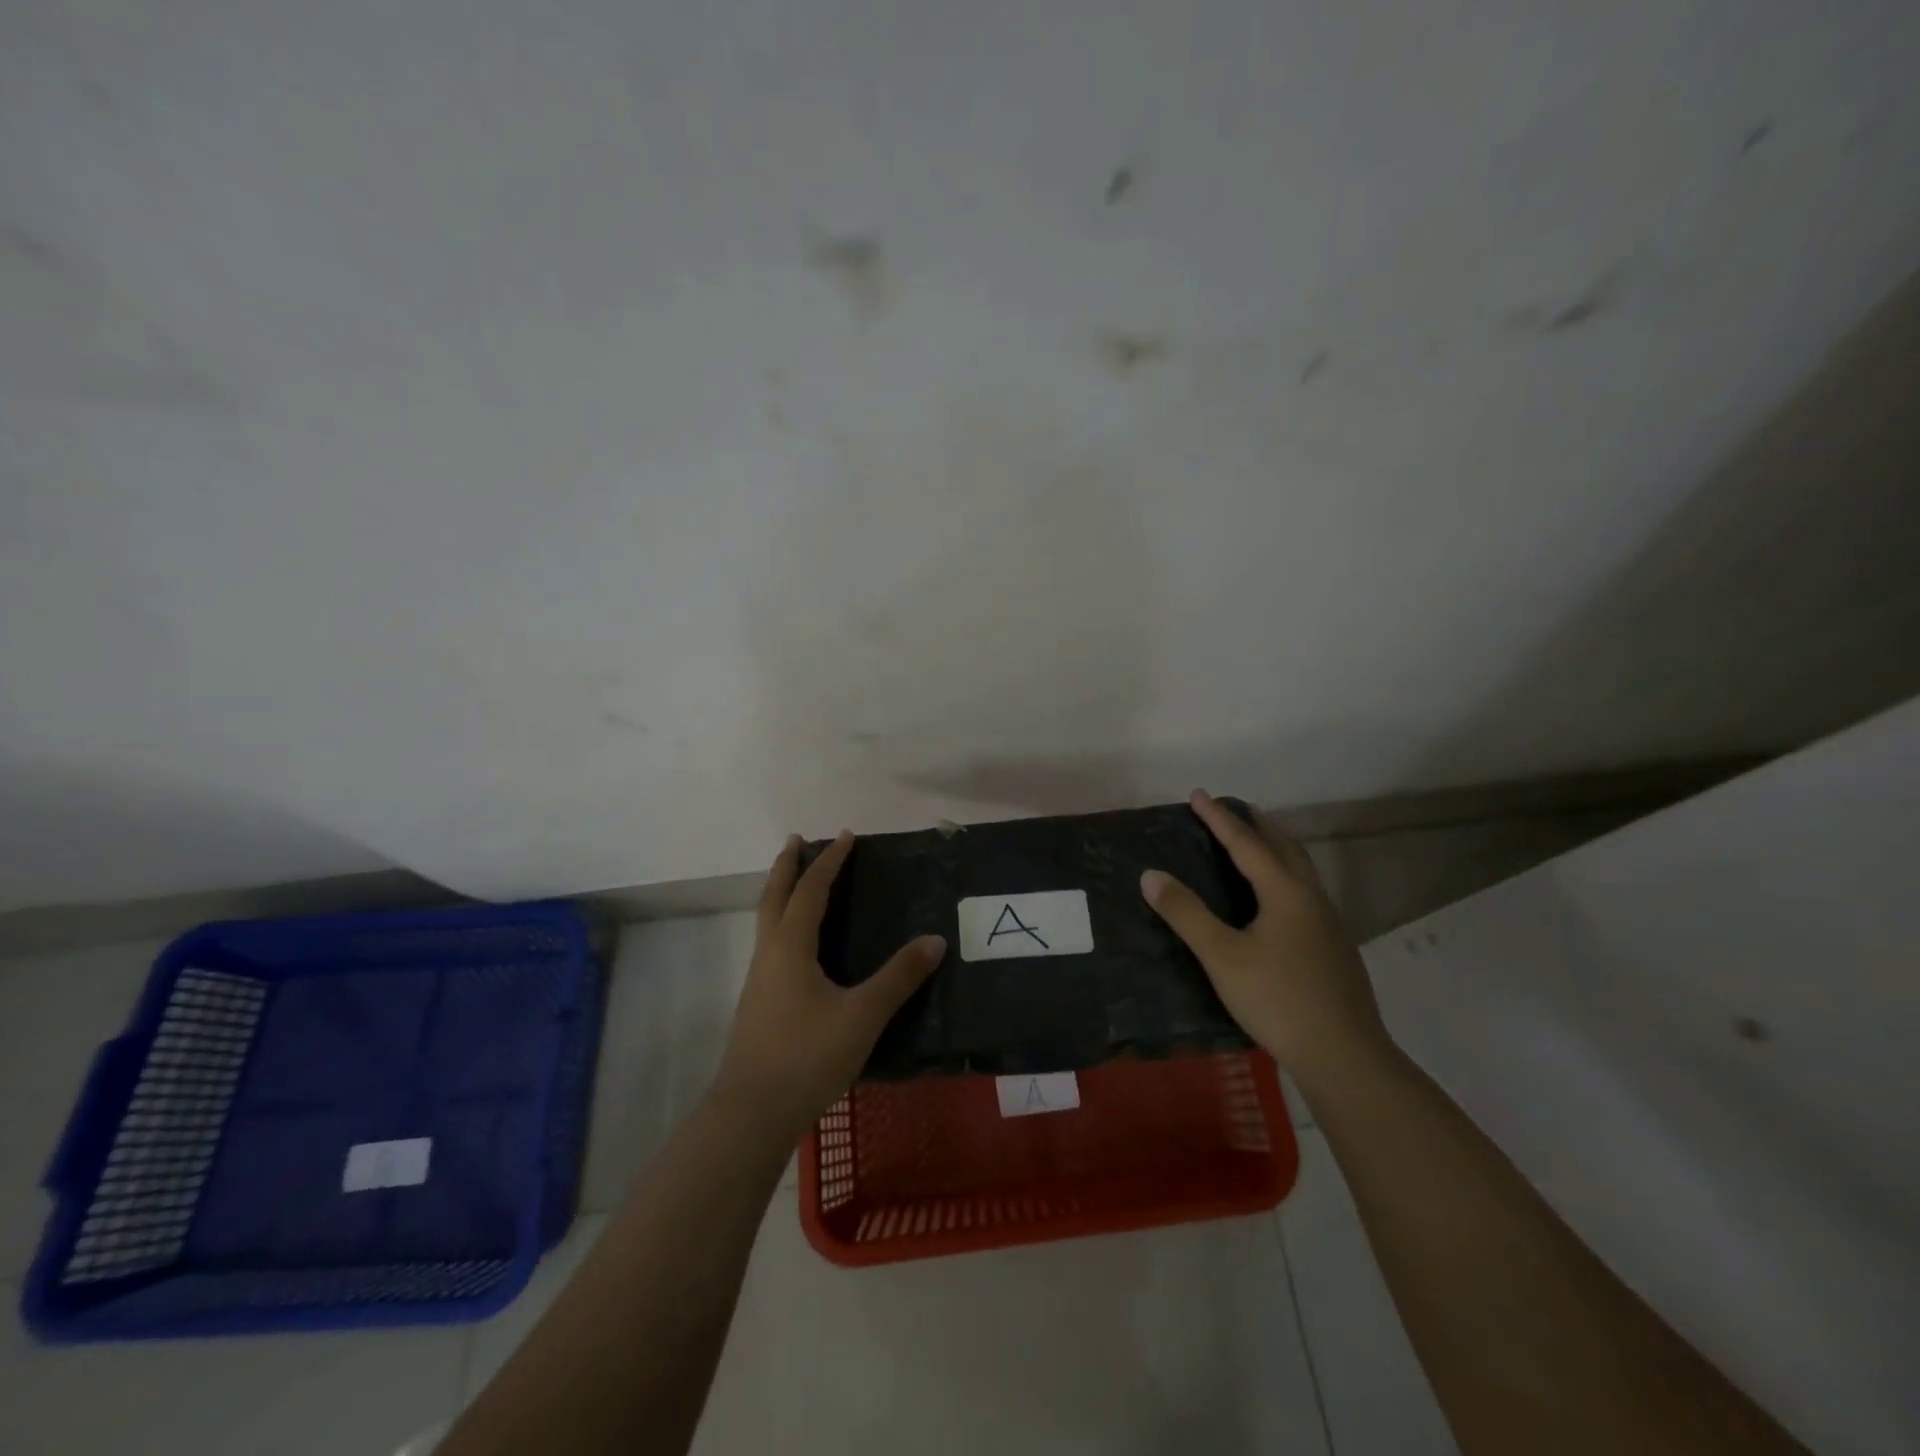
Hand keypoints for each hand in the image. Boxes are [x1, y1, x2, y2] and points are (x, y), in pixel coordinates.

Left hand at [713, 830, 946, 1138]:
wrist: (752, 1113)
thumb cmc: (808, 1056)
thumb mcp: (862, 1015)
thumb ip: (899, 977)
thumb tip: (934, 940)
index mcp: (791, 947)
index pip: (810, 891)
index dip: (829, 862)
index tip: (846, 836)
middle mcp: (770, 955)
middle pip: (774, 897)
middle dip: (786, 867)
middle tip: (797, 841)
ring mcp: (759, 981)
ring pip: (767, 922)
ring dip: (781, 894)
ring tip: (798, 885)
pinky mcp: (759, 1005)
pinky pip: (771, 946)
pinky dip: (783, 925)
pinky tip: (799, 948)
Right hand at [1141, 789, 1390, 1093]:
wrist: (1344, 1055)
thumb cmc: (1278, 999)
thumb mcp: (1222, 956)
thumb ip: (1186, 913)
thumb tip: (1150, 874)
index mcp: (1285, 892)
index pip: (1246, 843)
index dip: (1219, 818)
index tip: (1198, 794)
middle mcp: (1310, 897)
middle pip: (1283, 847)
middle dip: (1255, 824)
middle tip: (1232, 809)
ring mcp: (1328, 922)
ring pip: (1300, 869)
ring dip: (1275, 847)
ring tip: (1255, 843)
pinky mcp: (1333, 946)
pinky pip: (1305, 891)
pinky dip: (1284, 874)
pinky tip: (1276, 899)